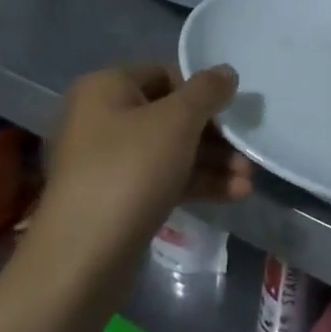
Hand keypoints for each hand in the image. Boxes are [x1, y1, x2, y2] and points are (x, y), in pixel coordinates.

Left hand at [22, 63, 252, 279]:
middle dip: (214, 134)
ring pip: (171, 150)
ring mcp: (108, 162)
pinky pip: (164, 179)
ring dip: (213, 162)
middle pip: (170, 114)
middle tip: (247, 150)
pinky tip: (234, 195)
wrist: (83, 259)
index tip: (233, 110)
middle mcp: (102, 119)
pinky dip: (197, 183)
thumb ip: (207, 91)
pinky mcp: (118, 199)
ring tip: (248, 179)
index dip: (202, 90)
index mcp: (106, 88)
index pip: (164, 73)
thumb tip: (226, 72)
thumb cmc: (129, 171)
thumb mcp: (177, 121)